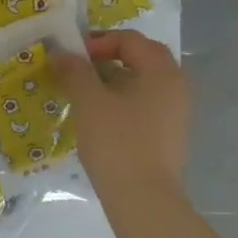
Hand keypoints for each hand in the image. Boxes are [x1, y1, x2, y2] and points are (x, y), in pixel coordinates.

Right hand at [50, 29, 188, 196]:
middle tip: (76, 68)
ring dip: (110, 79)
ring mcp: (174, 112)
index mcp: (161, 71)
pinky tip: (96, 116)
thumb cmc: (117, 142)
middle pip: (140, 58)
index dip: (97, 41)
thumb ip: (74, 71)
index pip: (130, 40)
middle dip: (106, 58)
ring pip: (140, 82)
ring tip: (80, 92)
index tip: (70, 56)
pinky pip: (142, 103)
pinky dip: (119, 100)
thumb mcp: (89, 101)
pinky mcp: (166, 133)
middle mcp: (175, 86)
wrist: (143, 197)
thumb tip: (61, 53)